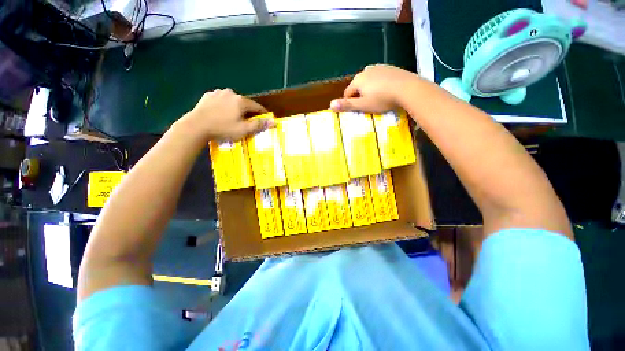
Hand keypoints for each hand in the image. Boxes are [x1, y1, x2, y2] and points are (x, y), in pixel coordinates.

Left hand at [178, 89, 274, 141]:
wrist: (196, 126)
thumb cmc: (223, 129)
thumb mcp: (244, 130)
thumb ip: (259, 125)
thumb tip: (274, 121)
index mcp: (241, 101)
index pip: (257, 107)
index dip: (263, 113)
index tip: (265, 119)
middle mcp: (231, 93)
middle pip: (244, 103)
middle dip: (248, 111)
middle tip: (247, 121)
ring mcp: (218, 93)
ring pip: (232, 100)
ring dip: (235, 107)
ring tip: (233, 117)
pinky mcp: (208, 96)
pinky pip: (220, 100)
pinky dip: (223, 105)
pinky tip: (220, 113)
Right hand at [330, 65, 420, 112]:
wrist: (408, 88)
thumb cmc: (382, 99)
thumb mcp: (363, 105)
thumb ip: (346, 105)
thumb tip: (330, 105)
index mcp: (358, 79)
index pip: (347, 93)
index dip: (350, 103)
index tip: (357, 110)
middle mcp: (366, 70)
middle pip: (357, 87)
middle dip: (360, 96)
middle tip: (368, 106)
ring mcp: (378, 67)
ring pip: (368, 82)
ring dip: (369, 90)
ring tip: (378, 99)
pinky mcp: (389, 68)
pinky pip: (379, 78)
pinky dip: (379, 84)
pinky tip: (386, 91)